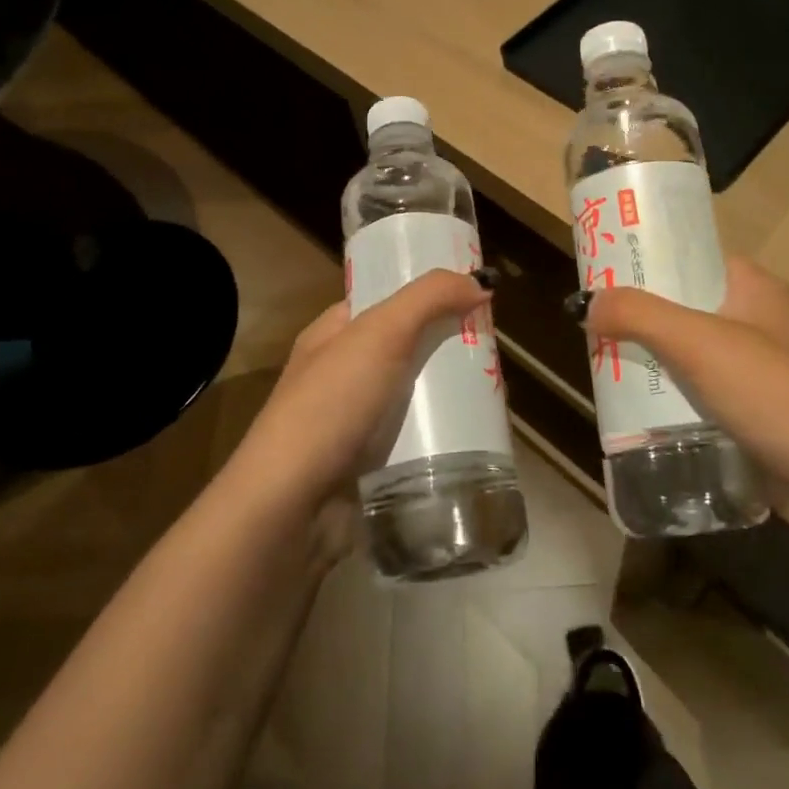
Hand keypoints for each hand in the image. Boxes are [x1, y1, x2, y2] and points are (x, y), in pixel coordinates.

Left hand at [230, 269, 490, 538]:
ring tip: (497, 390)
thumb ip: (428, 299)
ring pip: (414, 394)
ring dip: (450, 392)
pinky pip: (415, 436)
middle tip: (493, 347)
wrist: (291, 507)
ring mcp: (353, 422)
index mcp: (332, 334)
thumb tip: (479, 281)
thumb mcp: (380, 334)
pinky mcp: (369, 463)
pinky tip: (475, 432)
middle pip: (406, 346)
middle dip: (447, 344)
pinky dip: (442, 432)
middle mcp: (340, 374)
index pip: (384, 299)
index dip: (426, 292)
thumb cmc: (331, 406)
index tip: (472, 294)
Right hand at [584, 256, 788, 534]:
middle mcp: (757, 319)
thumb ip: (640, 316)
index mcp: (753, 286)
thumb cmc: (773, 392)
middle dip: (641, 318)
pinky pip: (702, 391)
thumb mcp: (699, 343)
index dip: (646, 263)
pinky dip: (673, 396)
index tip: (601, 277)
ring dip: (653, 360)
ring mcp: (759, 366)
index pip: (690, 258)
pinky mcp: (756, 409)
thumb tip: (588, 303)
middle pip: (684, 306)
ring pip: (690, 352)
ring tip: (604, 366)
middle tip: (593, 328)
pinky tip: (638, 409)